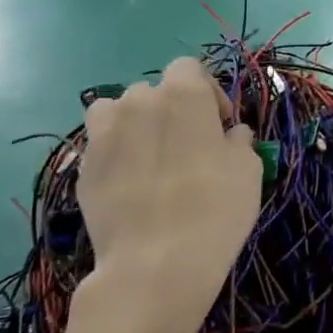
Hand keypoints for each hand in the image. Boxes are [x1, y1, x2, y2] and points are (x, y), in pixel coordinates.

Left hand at [77, 59, 260, 327]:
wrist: (156, 263)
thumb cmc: (215, 208)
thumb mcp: (249, 169)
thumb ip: (238, 141)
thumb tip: (229, 136)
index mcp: (182, 94)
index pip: (189, 68)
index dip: (208, 92)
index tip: (220, 125)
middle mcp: (137, 102)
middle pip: (153, 91)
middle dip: (172, 110)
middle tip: (189, 146)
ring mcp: (103, 134)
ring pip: (118, 112)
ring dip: (136, 125)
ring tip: (152, 159)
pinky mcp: (83, 167)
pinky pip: (101, 146)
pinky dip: (116, 154)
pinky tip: (132, 184)